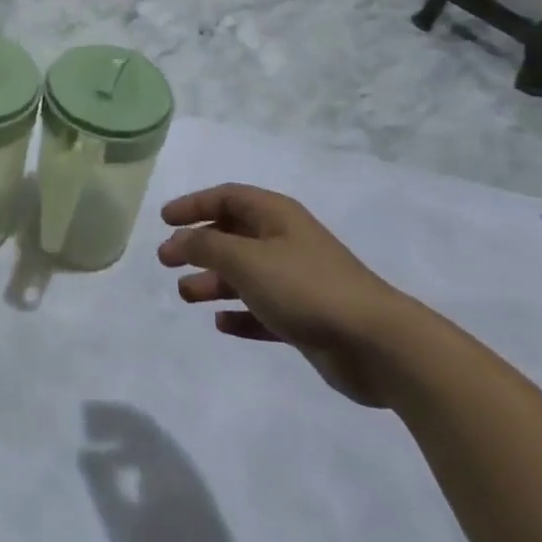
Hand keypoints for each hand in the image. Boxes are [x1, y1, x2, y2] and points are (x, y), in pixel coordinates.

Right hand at [158, 184, 417, 406]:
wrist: (377, 344)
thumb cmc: (305, 287)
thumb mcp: (246, 259)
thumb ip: (206, 246)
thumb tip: (179, 240)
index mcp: (275, 215)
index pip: (226, 197)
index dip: (193, 205)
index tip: (164, 220)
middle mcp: (284, 241)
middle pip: (233, 234)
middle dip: (198, 245)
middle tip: (166, 261)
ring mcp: (296, 280)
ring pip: (244, 274)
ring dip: (213, 281)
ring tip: (186, 295)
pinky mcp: (305, 318)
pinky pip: (263, 309)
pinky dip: (240, 314)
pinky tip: (222, 324)